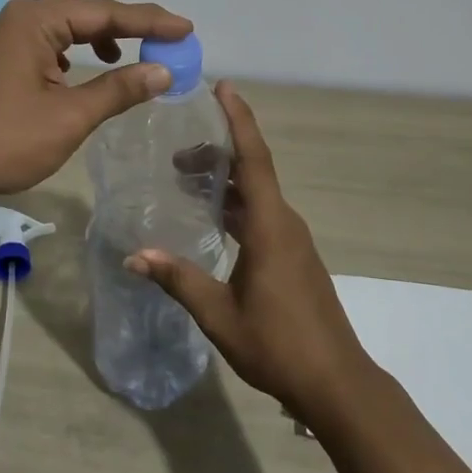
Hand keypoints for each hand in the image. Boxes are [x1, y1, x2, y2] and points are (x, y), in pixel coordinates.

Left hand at [0, 0, 192, 205]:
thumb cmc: (4, 140)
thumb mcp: (69, 117)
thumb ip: (118, 89)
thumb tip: (164, 71)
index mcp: (37, 20)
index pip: (105, 12)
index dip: (150, 21)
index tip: (187, 29)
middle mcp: (22, 17)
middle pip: (85, 10)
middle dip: (127, 24)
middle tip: (165, 39)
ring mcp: (8, 37)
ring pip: (66, 24)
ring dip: (100, 36)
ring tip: (129, 55)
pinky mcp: (2, 58)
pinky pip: (49, 41)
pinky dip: (75, 50)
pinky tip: (83, 71)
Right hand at [127, 83, 373, 422]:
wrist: (337, 385)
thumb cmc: (279, 344)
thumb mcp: (219, 314)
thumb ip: (177, 279)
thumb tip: (134, 255)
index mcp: (270, 225)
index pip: (253, 158)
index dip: (238, 119)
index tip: (223, 87)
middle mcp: (285, 222)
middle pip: (251, 170)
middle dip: (217, 153)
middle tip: (177, 155)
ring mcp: (293, 239)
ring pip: (257, 193)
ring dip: (225, 181)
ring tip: (187, 180)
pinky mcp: (294, 256)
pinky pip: (263, 213)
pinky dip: (236, 203)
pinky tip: (213, 218)